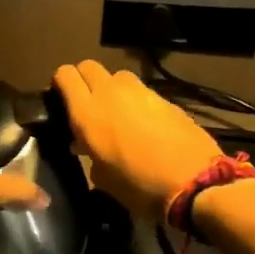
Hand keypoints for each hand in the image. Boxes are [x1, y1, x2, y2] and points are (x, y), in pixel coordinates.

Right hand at [53, 59, 221, 218]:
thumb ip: (88, 153)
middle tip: (86, 104)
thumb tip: (85, 144)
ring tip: (116, 113)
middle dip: (84, 80)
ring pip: (116, 76)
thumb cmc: (139, 186)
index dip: (60, 84)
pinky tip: (143, 124)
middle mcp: (110, 93)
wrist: (194, 183)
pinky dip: (135, 101)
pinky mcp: (164, 97)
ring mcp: (140, 92)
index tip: (61, 100)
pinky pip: (141, 91)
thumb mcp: (102, 178)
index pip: (65, 75)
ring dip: (111, 88)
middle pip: (89, 67)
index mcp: (87, 113)